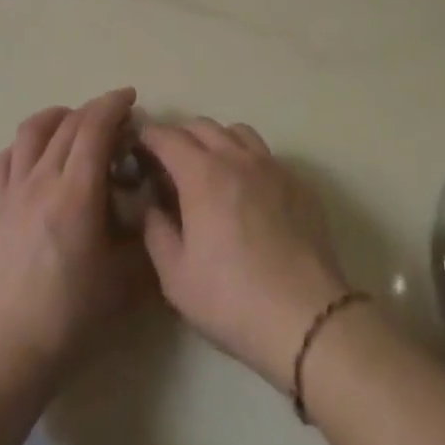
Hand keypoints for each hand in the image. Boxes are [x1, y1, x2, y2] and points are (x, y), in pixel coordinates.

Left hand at [0, 88, 152, 399]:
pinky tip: (37, 157)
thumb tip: (155, 208)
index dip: (113, 105)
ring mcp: (14, 191)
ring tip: (76, 123)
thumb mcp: (125, 282)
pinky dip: (23, 147)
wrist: (10, 349)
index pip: (94, 128)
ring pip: (32, 131)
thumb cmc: (72, 318)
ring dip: (58, 117)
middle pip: (68, 124)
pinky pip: (5, 160)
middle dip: (95, 110)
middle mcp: (42, 180)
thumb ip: (145, 238)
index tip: (132, 98)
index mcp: (76, 193)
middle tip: (118, 119)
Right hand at [139, 118, 349, 386]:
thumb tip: (152, 205)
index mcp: (201, 173)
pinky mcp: (299, 184)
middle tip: (170, 162)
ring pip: (238, 132)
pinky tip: (248, 191)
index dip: (148, 136)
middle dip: (180, 136)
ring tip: (211, 169)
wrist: (307, 319)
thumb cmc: (232, 299)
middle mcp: (236, 157)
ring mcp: (272, 167)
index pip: (167, 136)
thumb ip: (155, 231)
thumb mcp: (175, 276)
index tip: (137, 146)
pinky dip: (248, 161)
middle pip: (202, 125)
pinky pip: (266, 156)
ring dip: (217, 140)